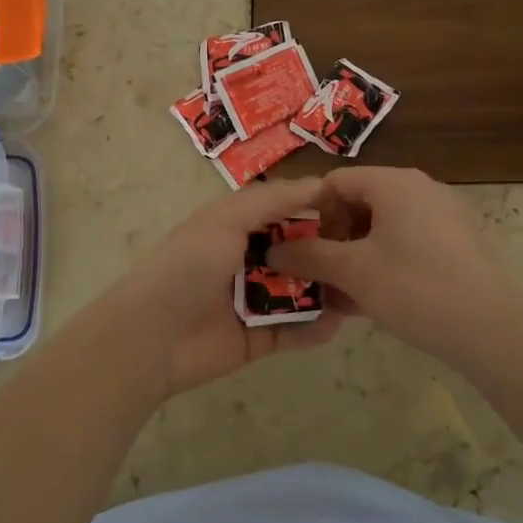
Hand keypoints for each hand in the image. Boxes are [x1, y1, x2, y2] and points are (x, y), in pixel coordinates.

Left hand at [102, 177, 353, 399]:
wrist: (153, 336)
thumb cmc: (188, 266)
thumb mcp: (226, 220)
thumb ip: (271, 200)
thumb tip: (319, 183)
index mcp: (235, 227)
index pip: (284, 211)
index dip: (317, 209)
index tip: (357, 209)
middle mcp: (247, 260)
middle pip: (298, 253)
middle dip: (330, 253)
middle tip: (369, 254)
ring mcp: (254, 301)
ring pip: (301, 292)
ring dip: (328, 291)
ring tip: (362, 289)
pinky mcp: (259, 339)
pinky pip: (294, 331)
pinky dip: (315, 328)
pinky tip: (338, 323)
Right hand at [266, 166, 522, 368]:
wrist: (493, 330)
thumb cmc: (414, 288)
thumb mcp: (352, 272)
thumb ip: (309, 256)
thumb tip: (273, 250)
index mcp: (394, 182)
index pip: (336, 182)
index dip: (313, 215)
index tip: (309, 252)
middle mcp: (422, 188)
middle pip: (361, 202)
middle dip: (336, 240)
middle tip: (326, 277)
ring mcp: (446, 215)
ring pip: (386, 228)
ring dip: (359, 257)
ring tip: (347, 297)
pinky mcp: (461, 243)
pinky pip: (411, 243)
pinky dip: (388, 264)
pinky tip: (380, 301)